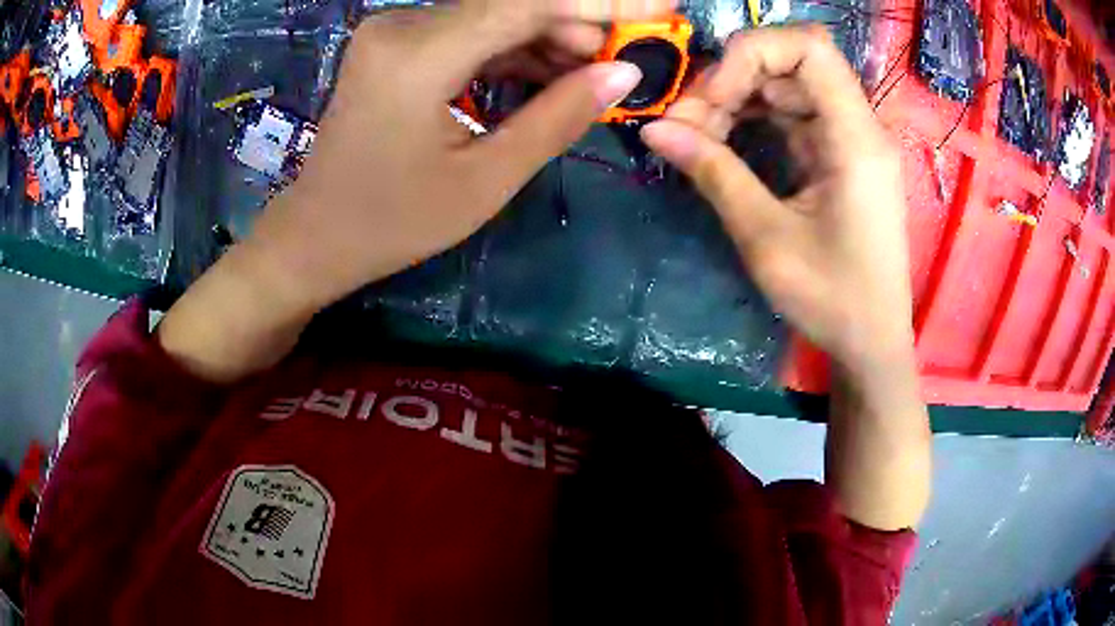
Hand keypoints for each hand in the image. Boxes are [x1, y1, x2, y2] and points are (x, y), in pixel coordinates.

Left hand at [157, 0, 675, 383]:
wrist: (316, 235)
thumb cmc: (393, 222)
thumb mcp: (485, 180)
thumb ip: (557, 117)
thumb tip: (623, 74)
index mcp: (418, 55)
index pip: (527, 2)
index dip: (600, 1)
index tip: (660, 8)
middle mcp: (401, 24)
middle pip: (512, 3)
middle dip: (577, 24)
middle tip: (624, 61)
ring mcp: (394, 30)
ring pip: (493, 14)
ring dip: (548, 38)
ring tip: (590, 75)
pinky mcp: (395, 43)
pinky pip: (469, 31)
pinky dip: (513, 48)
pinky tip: (546, 74)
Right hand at [641, 26, 929, 530]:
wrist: (871, 342)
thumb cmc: (833, 299)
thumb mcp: (767, 239)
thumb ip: (714, 173)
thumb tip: (653, 129)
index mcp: (855, 139)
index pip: (810, 47)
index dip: (752, 53)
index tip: (712, 96)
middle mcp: (857, 127)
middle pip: (792, 62)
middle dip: (733, 79)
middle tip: (688, 121)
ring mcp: (848, 141)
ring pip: (786, 87)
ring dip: (737, 100)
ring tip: (696, 135)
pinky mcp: (837, 157)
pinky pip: (791, 117)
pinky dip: (753, 121)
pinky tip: (722, 143)